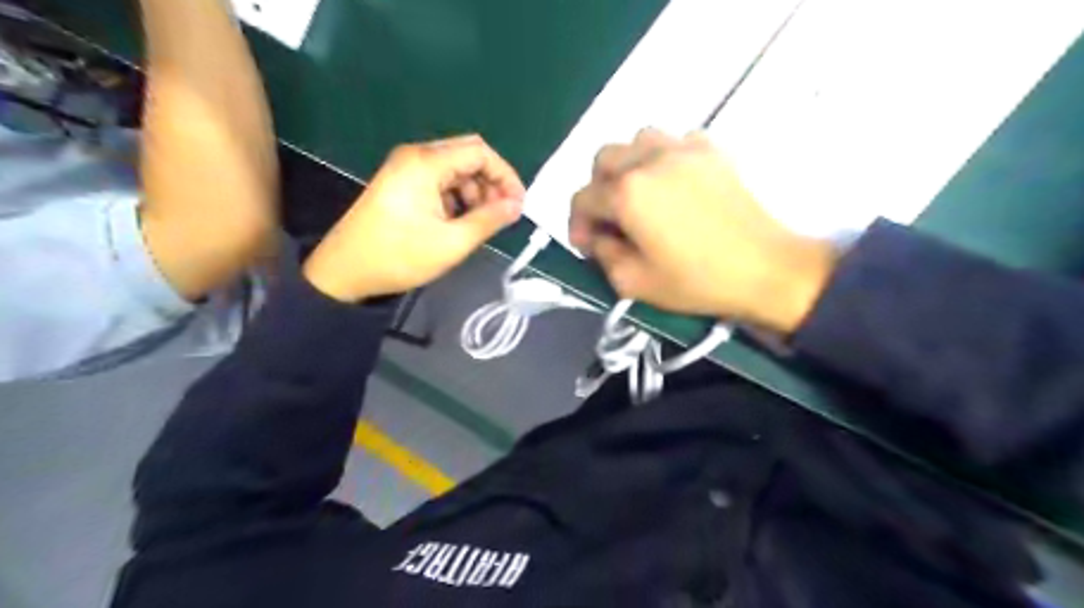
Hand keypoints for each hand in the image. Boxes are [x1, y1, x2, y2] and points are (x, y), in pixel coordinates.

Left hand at [304, 136, 524, 301]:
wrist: (344, 272)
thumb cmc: (399, 256)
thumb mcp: (452, 242)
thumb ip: (489, 220)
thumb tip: (517, 206)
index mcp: (426, 163)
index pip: (480, 152)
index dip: (505, 175)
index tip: (518, 204)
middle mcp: (415, 157)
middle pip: (467, 156)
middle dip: (491, 183)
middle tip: (503, 214)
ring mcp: (404, 169)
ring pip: (454, 169)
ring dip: (475, 191)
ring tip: (482, 222)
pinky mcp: (400, 183)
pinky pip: (438, 181)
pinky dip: (456, 197)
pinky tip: (460, 221)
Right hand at [572, 125, 830, 332]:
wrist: (765, 268)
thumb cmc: (698, 281)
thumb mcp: (635, 283)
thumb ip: (603, 256)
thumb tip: (598, 237)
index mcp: (627, 192)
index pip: (582, 198)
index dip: (577, 225)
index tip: (588, 247)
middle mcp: (649, 159)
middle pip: (603, 160)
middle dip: (598, 189)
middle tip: (610, 219)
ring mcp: (683, 148)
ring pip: (637, 141)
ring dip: (628, 167)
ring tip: (640, 196)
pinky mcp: (712, 149)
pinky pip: (674, 142)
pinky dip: (663, 159)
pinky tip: (674, 185)